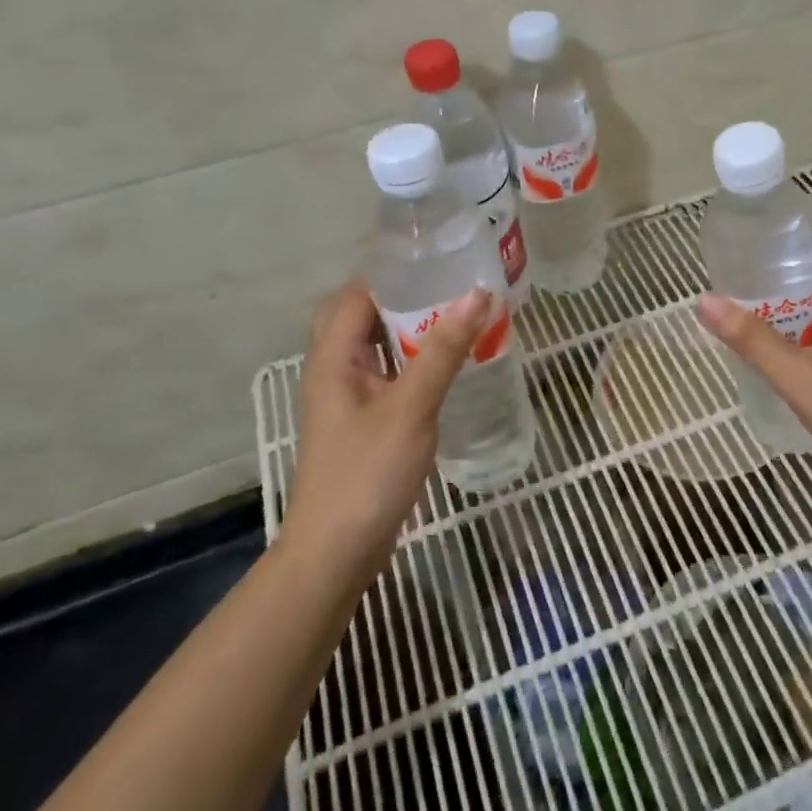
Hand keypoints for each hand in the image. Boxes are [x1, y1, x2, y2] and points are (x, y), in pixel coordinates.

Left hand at [286, 278, 488, 575]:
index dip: (395, 271)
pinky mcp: (362, 421)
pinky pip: (386, 374)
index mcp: (333, 357)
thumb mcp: (411, 407)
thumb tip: (478, 294)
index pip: (358, 292)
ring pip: (376, 346)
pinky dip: (412, 361)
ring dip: (410, 329)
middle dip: (404, 297)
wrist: (337, 552)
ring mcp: (347, 398)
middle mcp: (334, 369)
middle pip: (362, 315)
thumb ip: (443, 350)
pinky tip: (446, 366)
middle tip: (452, 287)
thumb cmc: (368, 473)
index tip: (440, 258)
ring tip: (457, 316)